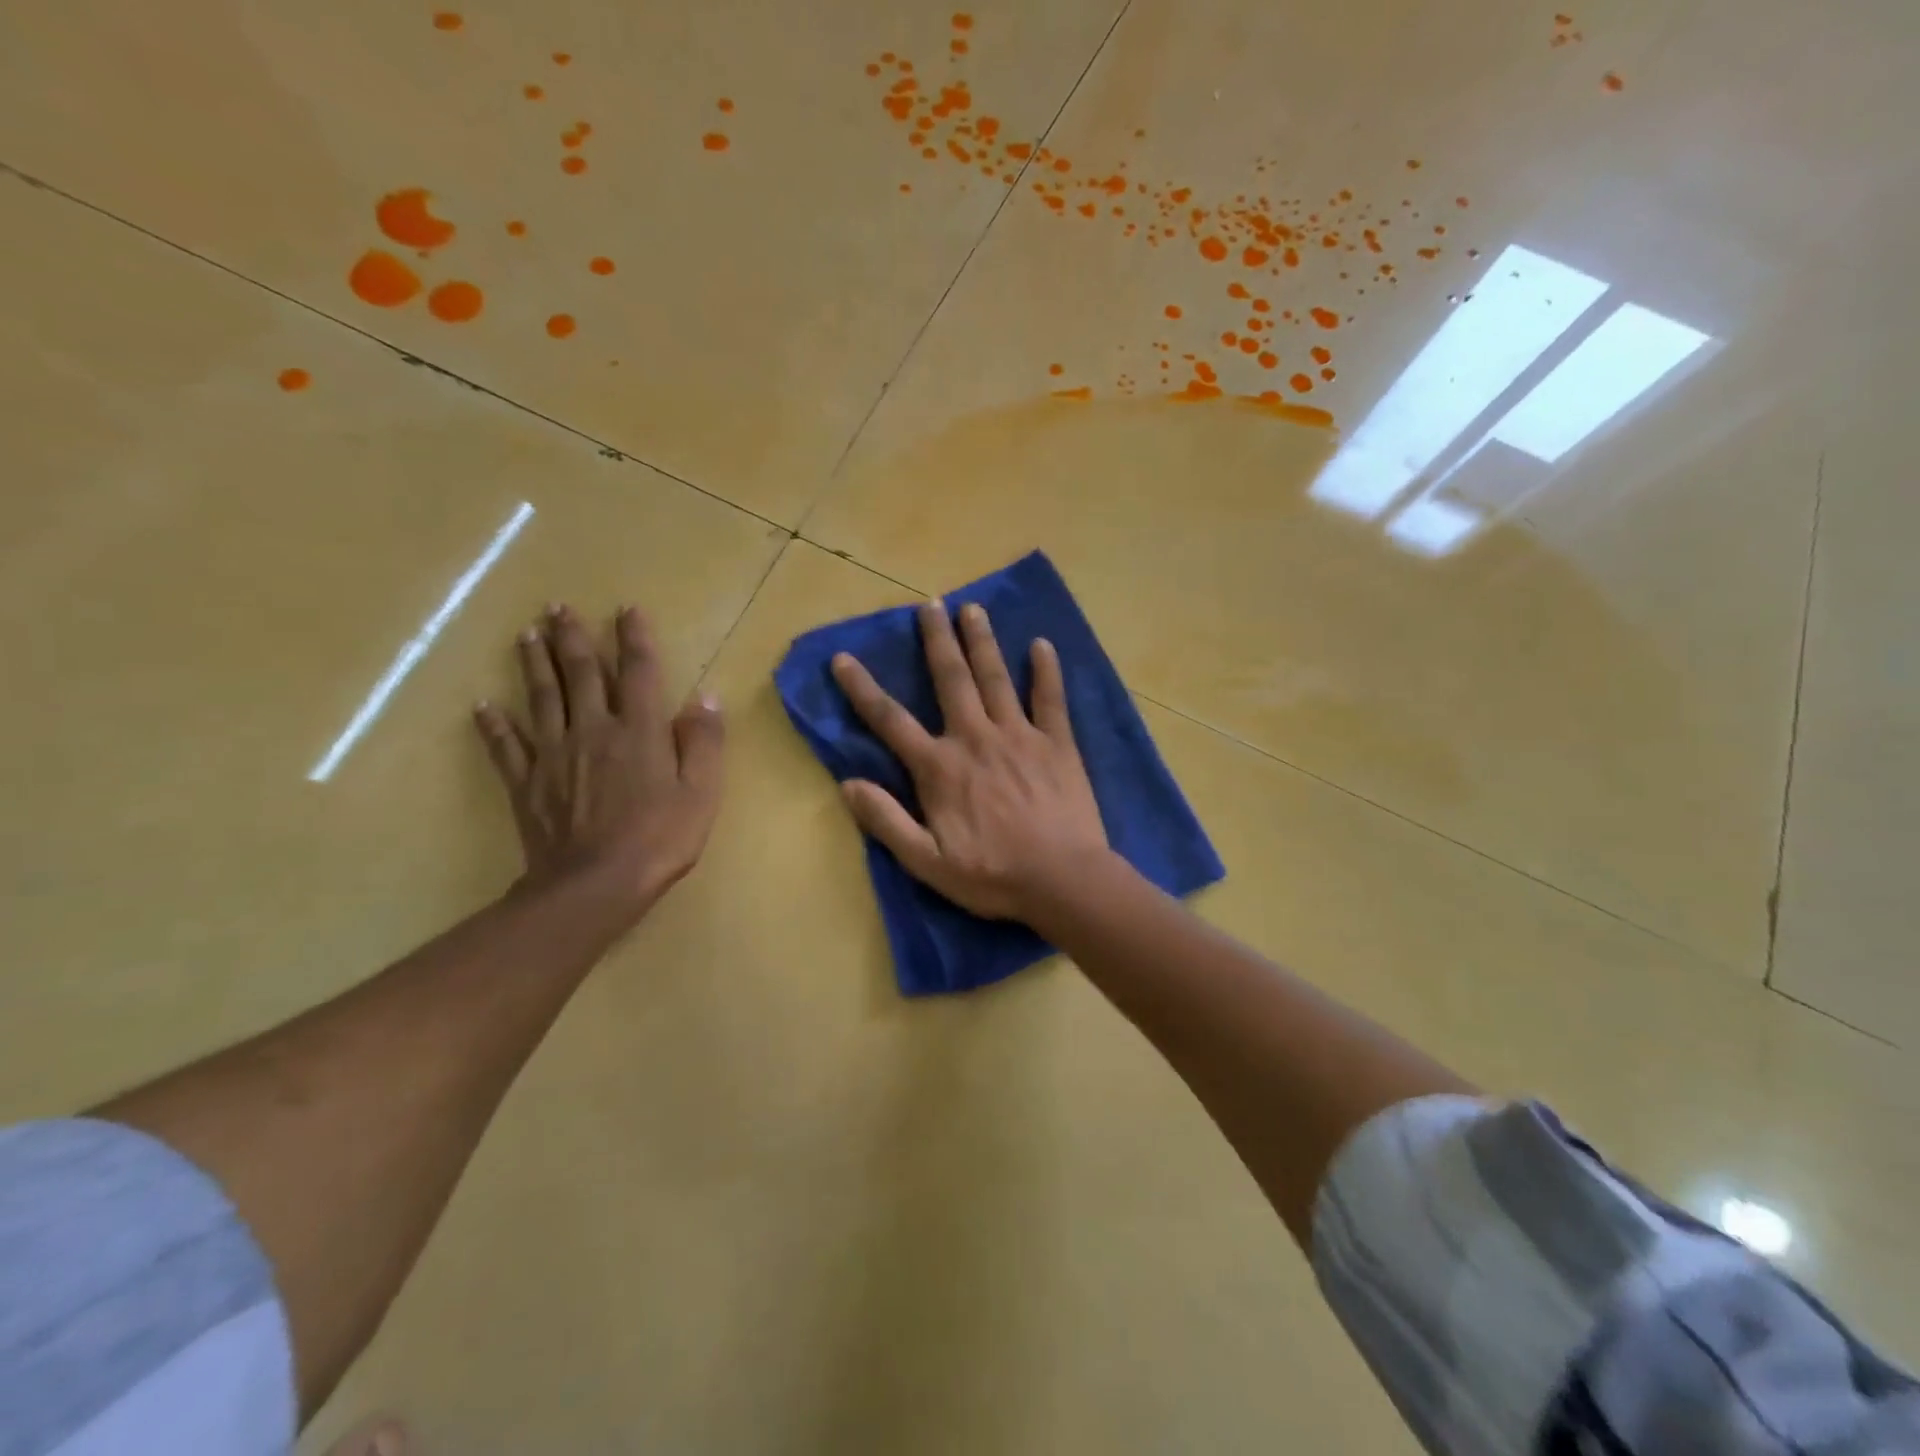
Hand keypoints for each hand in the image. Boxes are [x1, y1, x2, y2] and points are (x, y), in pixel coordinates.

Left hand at [475, 605, 723, 922]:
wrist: (595, 885)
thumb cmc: (659, 838)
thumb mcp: (701, 792)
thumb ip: (703, 742)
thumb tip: (706, 697)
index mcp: (638, 731)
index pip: (638, 672)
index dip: (634, 638)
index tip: (626, 608)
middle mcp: (594, 730)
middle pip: (581, 674)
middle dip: (572, 638)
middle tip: (558, 607)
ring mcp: (554, 755)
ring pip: (541, 698)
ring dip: (534, 664)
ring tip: (526, 634)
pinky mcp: (528, 783)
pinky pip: (507, 746)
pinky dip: (494, 724)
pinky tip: (483, 706)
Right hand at [830, 599, 1111, 922]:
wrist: (1062, 880)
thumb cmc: (992, 875)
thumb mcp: (926, 861)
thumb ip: (886, 821)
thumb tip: (848, 783)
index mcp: (940, 767)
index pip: (891, 720)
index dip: (862, 689)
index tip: (844, 658)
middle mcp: (975, 738)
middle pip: (951, 679)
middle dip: (937, 639)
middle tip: (930, 604)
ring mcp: (1019, 735)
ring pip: (996, 677)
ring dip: (982, 641)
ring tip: (973, 608)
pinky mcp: (1058, 743)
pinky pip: (1050, 699)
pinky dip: (1046, 670)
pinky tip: (1042, 645)